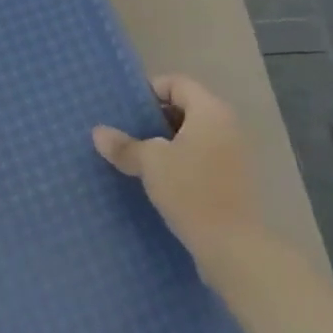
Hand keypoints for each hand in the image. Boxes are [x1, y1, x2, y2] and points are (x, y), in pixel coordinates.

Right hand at [94, 76, 261, 268]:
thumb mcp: (151, 164)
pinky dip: (182, 161)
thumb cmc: (192, 191)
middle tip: (128, 132)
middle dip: (156, 119)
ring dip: (168, 143)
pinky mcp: (233, 180)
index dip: (150, 91)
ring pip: (194, 135)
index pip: (176, 83)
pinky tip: (161, 180)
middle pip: (186, 108)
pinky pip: (202, 157)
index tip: (127, 110)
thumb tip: (98, 133)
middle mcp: (226, 125)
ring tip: (140, 157)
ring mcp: (233, 154)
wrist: (234, 248)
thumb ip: (125, 145)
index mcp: (210, 110)